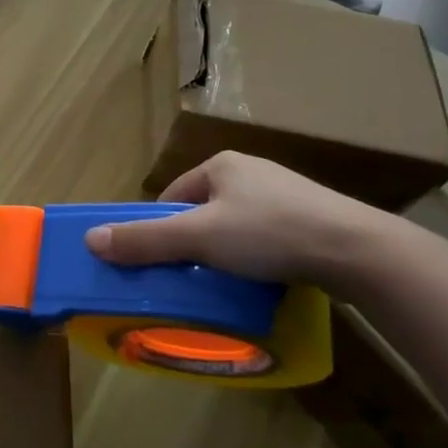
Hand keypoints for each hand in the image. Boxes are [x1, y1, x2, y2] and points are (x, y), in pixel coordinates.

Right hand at [83, 152, 394, 291]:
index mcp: (222, 164)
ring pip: (236, 226)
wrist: (356, 250)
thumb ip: (146, 240)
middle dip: (194, 243)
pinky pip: (268, 238)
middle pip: (204, 211)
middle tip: (190, 276)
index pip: (174, 195)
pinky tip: (262, 280)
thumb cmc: (269, 233)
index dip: (160, 228)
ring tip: (225, 283)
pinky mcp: (312, 219)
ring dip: (226, 253)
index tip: (158, 262)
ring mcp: (285, 195)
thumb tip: (91, 240)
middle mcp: (251, 172)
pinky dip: (257, 258)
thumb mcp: (199, 238)